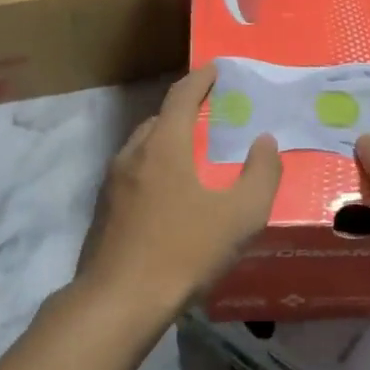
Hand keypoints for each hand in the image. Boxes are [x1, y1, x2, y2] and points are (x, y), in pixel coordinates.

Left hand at [73, 65, 281, 324]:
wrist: (120, 301)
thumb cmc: (184, 252)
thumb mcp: (240, 216)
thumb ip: (262, 175)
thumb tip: (265, 142)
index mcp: (164, 146)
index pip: (182, 96)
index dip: (201, 79)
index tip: (216, 69)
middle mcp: (133, 154)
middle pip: (160, 118)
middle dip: (185, 109)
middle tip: (211, 114)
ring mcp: (113, 182)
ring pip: (143, 146)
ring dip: (167, 139)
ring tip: (192, 153)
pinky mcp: (104, 210)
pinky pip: (133, 172)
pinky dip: (154, 166)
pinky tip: (169, 194)